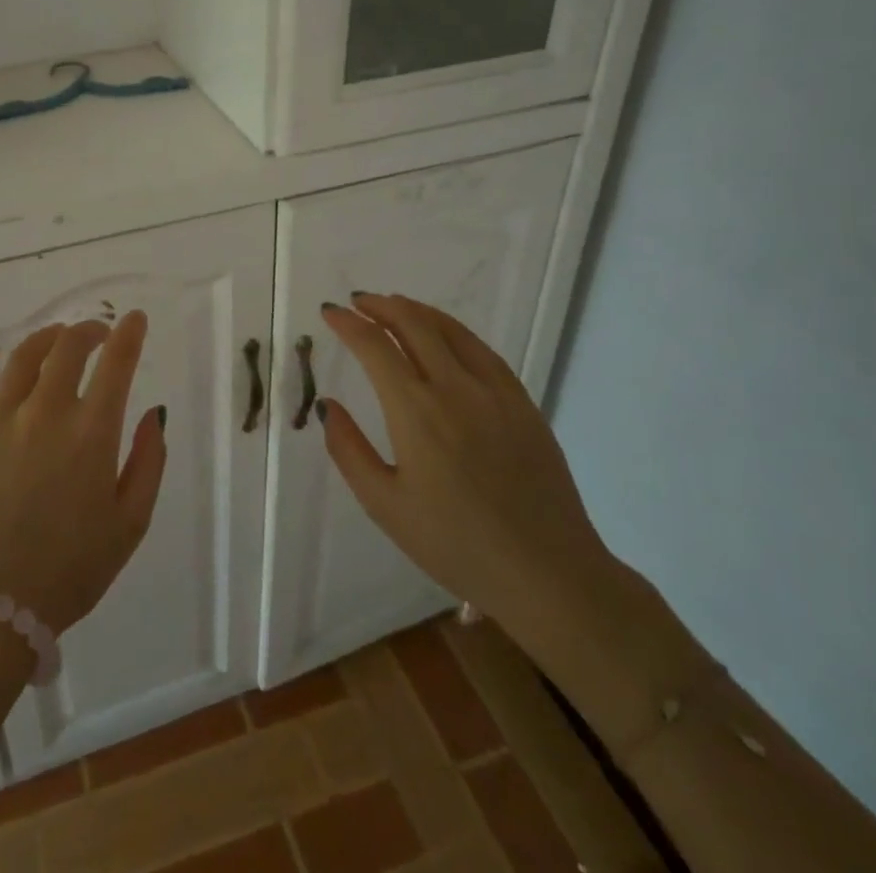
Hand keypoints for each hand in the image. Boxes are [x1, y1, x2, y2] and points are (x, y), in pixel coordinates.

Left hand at [0, 313, 166, 633]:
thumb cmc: (70, 571)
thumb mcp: (130, 525)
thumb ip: (148, 462)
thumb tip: (154, 413)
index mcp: (91, 433)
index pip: (116, 363)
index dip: (129, 334)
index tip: (135, 319)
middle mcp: (45, 413)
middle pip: (68, 348)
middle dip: (88, 331)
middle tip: (97, 333)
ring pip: (23, 357)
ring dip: (45, 338)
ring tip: (55, 338)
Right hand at [317, 294, 617, 653]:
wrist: (547, 573)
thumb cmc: (456, 544)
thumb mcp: (385, 506)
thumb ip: (349, 450)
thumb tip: (329, 406)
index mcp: (416, 412)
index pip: (374, 346)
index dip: (347, 323)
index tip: (329, 312)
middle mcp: (455, 387)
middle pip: (413, 323)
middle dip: (379, 306)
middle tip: (358, 303)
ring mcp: (494, 391)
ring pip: (449, 329)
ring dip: (415, 310)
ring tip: (393, 306)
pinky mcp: (522, 402)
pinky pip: (481, 349)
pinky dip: (452, 331)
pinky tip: (444, 336)